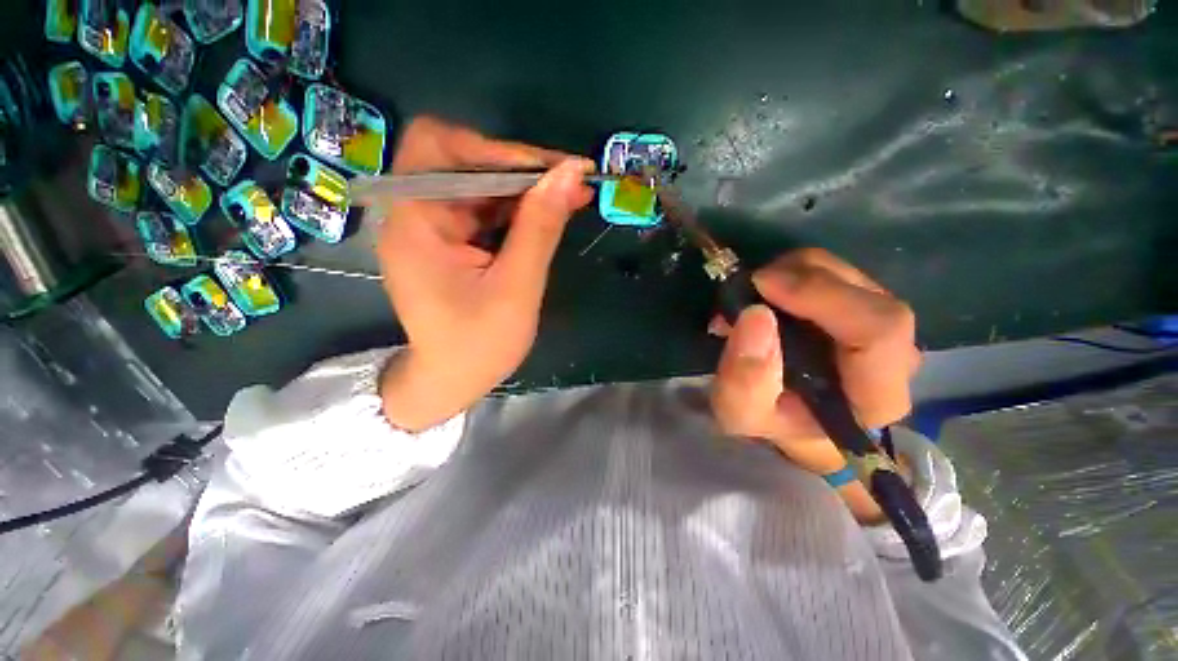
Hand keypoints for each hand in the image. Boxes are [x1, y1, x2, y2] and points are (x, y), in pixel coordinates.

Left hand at [375, 118, 594, 430]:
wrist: (453, 381)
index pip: (441, 149)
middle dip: (520, 168)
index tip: (552, 169)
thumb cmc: (479, 345)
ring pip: (481, 185)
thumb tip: (570, 173)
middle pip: (463, 162)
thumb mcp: (517, 287)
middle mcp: (415, 215)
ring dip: (527, 188)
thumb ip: (540, 228)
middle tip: (571, 179)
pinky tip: (552, 213)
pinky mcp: (452, 241)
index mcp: (415, 223)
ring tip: (572, 195)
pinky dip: (520, 208)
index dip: (497, 149)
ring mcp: (434, 228)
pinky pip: (487, 209)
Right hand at [711, 249, 920, 476]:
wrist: (786, 416)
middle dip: (800, 279)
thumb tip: (756, 314)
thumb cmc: (768, 419)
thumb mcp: (741, 412)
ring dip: (793, 273)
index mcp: (875, 396)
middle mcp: (894, 358)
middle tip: (749, 287)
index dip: (823, 296)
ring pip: (849, 275)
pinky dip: (794, 272)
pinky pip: (834, 273)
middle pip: (866, 295)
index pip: (880, 330)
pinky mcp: (863, 308)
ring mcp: (883, 328)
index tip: (763, 285)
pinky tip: (767, 292)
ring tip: (752, 294)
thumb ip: (745, 378)